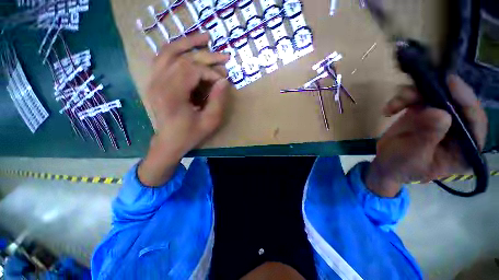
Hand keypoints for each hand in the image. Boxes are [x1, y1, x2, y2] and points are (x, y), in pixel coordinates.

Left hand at [138, 33, 229, 186]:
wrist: (169, 142)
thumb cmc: (190, 134)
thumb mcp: (210, 121)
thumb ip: (218, 100)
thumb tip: (224, 80)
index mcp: (171, 95)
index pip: (192, 71)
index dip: (211, 72)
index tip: (223, 80)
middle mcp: (158, 83)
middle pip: (182, 58)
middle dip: (206, 56)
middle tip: (224, 56)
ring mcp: (153, 80)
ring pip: (168, 52)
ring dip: (188, 43)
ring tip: (205, 38)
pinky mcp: (154, 81)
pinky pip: (162, 58)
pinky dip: (176, 50)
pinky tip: (187, 48)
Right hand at [366, 75, 487, 196]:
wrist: (385, 163)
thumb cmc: (400, 166)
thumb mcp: (413, 156)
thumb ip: (427, 137)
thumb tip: (440, 113)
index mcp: (465, 148)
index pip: (475, 121)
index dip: (465, 100)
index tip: (450, 83)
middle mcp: (459, 130)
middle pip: (455, 101)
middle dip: (433, 93)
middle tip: (412, 92)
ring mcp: (441, 119)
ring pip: (435, 95)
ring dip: (412, 95)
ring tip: (392, 107)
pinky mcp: (425, 112)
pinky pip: (419, 96)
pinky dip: (403, 99)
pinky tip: (389, 110)